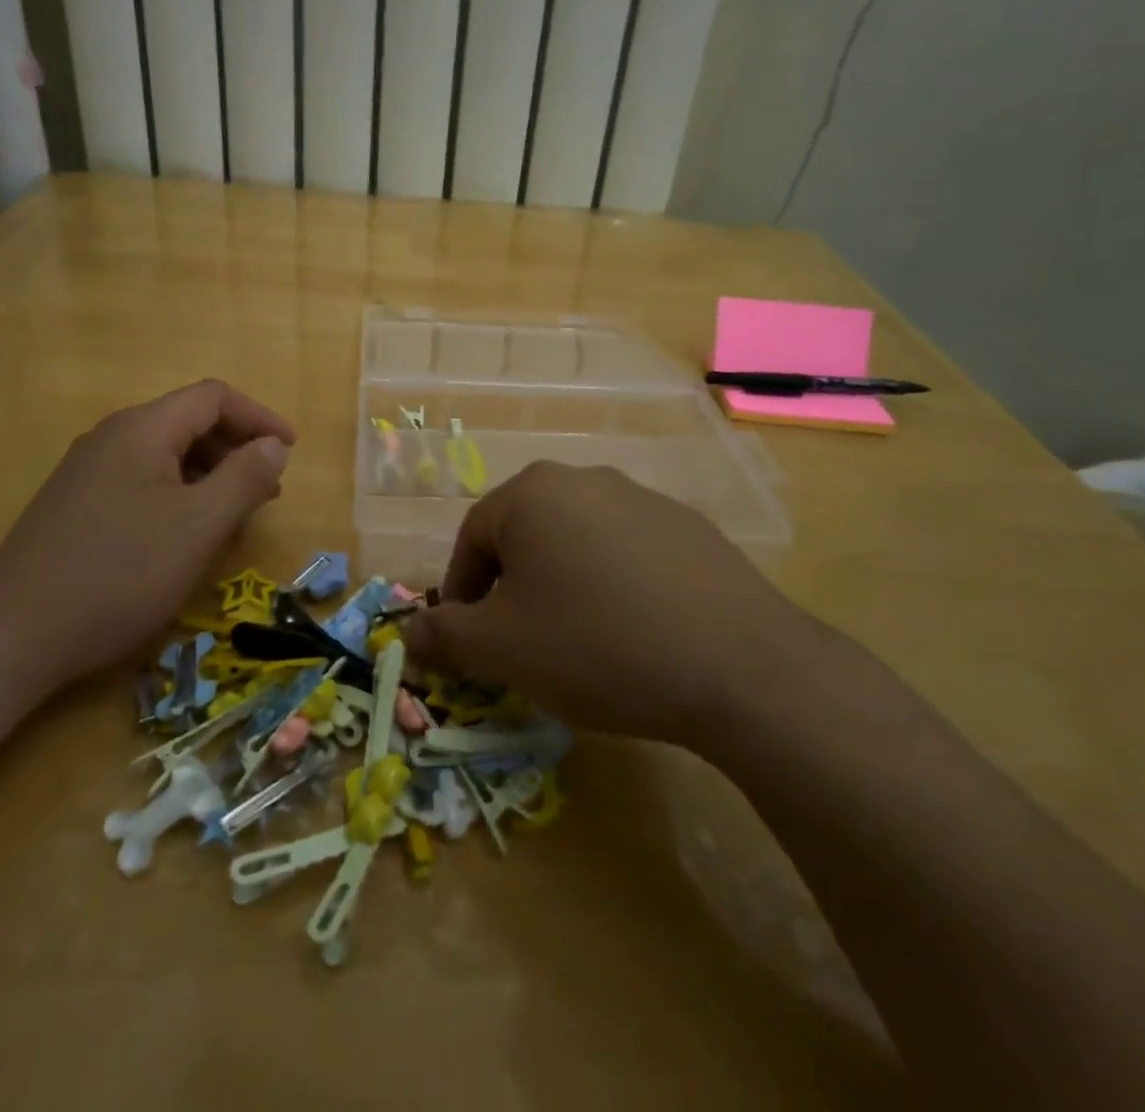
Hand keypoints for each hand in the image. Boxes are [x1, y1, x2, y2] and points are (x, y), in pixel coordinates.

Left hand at [0, 380, 294, 697]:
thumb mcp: (199, 525)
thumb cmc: (120, 573)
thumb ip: (245, 477)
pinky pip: (142, 484)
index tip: (291, 452)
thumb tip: (274, 445)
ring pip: (166, 457)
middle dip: (237, 451)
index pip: (214, 397)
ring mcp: (88, 472)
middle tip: (268, 493)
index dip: (259, 417)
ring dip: (210, 478)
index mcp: (142, 430)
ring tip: (234, 521)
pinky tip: (185, 540)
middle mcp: (112, 438)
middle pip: (189, 423)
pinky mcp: (75, 506)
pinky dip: (179, 498)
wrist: (12, 636)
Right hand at [401, 463, 812, 747]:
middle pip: (525, 535)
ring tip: (576, 642)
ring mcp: (643, 499)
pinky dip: (612, 586)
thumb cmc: (596, 645)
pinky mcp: (688, 527)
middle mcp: (585, 479)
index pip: (472, 538)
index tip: (468, 642)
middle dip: (511, 589)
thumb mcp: (503, 650)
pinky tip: (632, 633)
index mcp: (532, 493)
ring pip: (576, 542)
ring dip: (561, 585)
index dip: (461, 594)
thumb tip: (408, 634)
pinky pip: (626, 553)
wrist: (737, 665)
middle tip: (519, 644)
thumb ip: (445, 636)